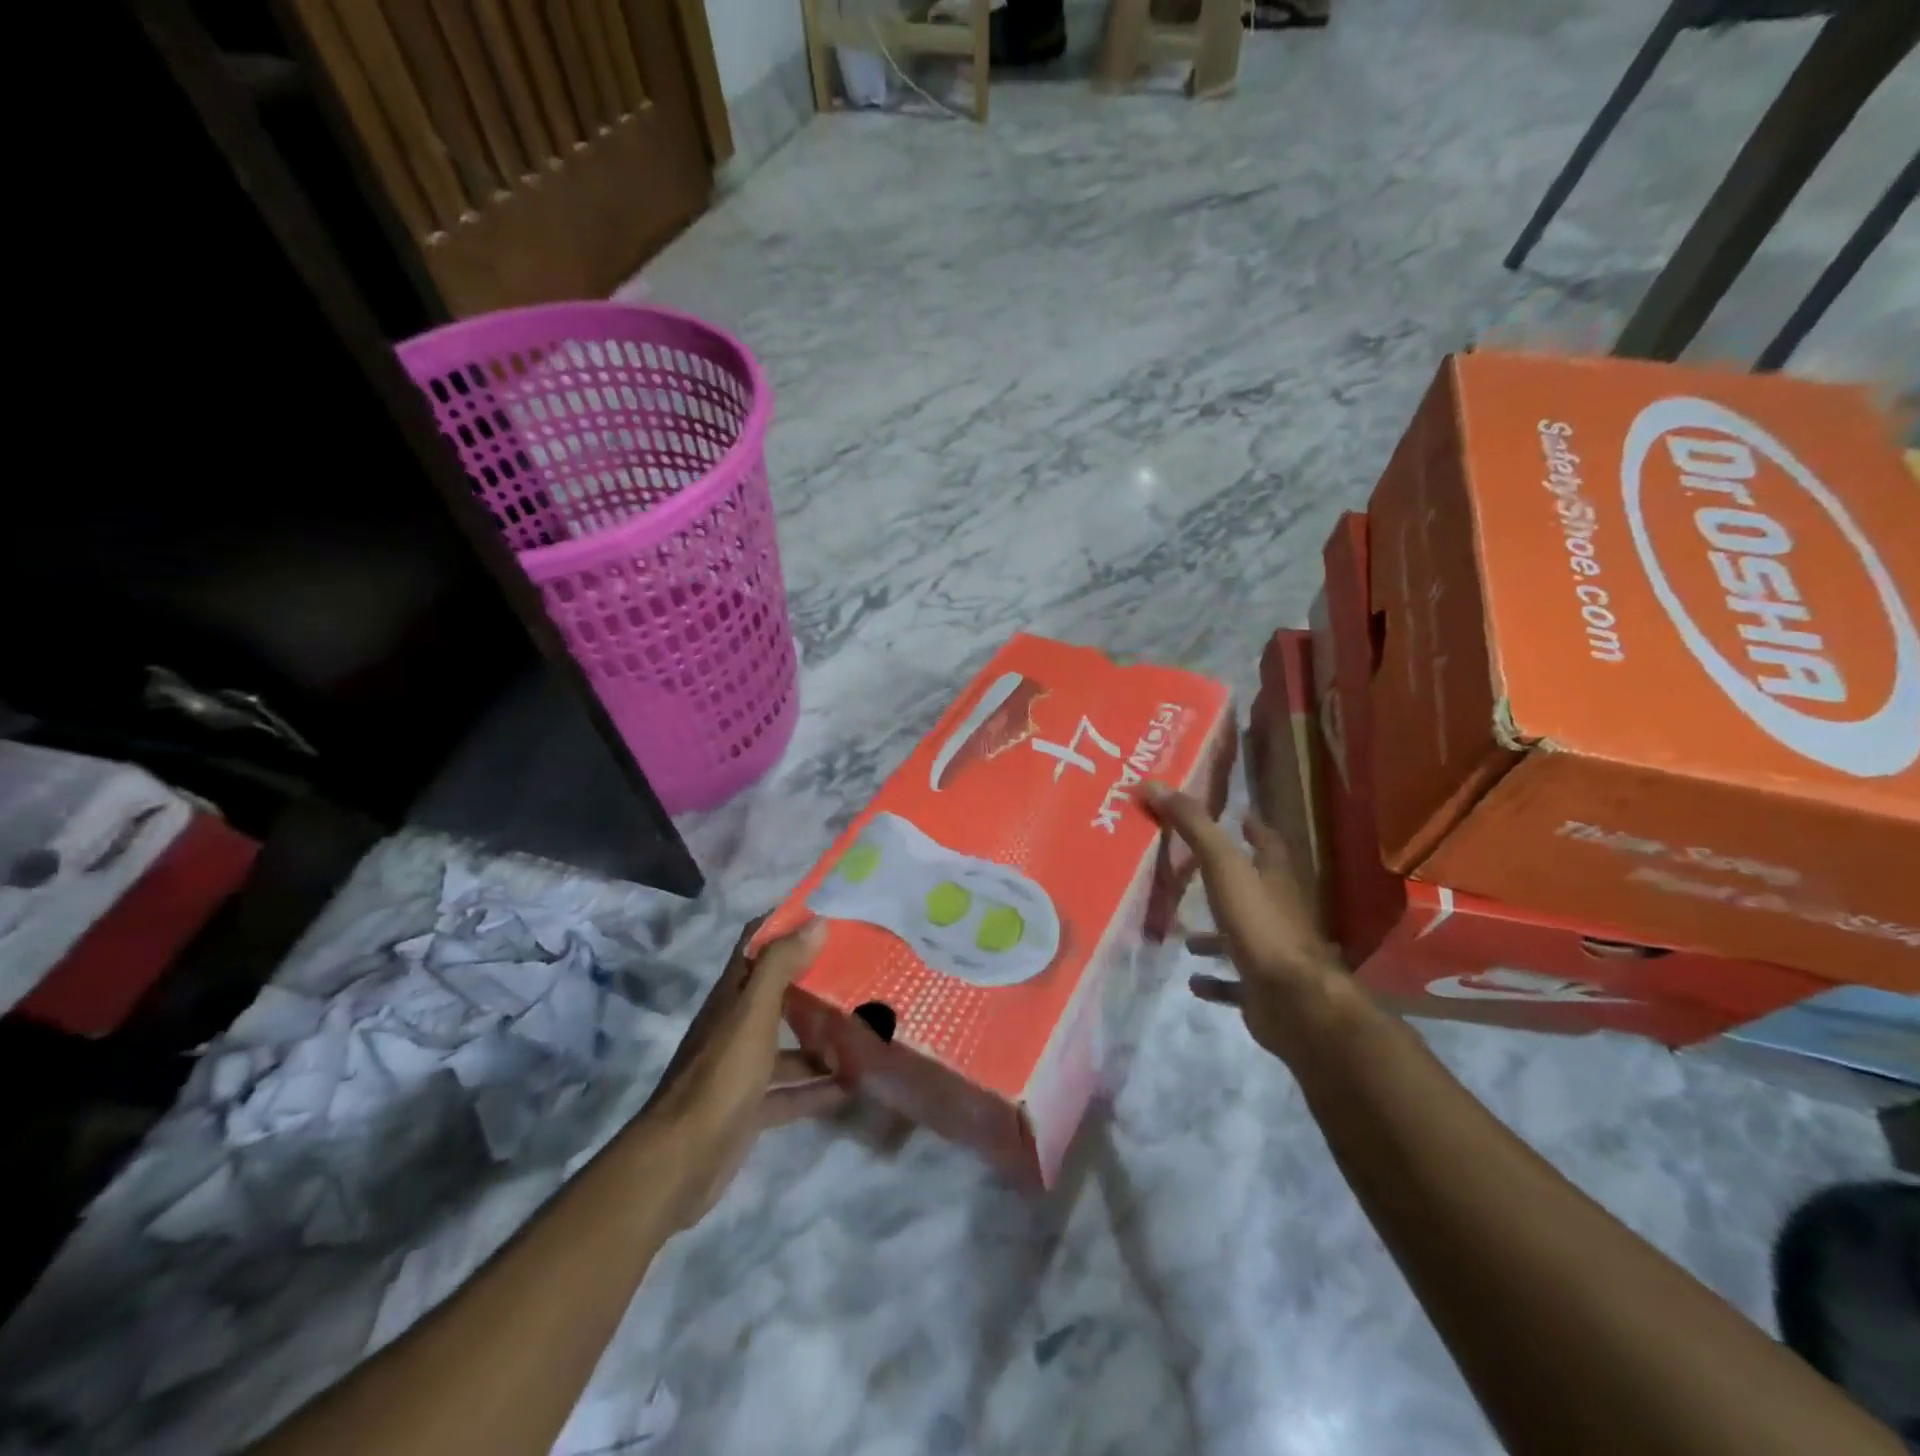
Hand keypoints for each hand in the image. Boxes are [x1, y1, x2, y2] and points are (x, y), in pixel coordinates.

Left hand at [640, 917, 843, 1229]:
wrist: (681, 1160)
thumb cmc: (721, 1075)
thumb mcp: (752, 1013)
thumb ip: (780, 966)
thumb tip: (816, 923)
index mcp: (733, 995)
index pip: (756, 944)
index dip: (785, 926)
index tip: (827, 919)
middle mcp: (736, 1025)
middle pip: (778, 994)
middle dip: (815, 983)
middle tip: (860, 975)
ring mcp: (742, 1068)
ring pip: (787, 1044)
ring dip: (821, 1040)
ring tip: (865, 1033)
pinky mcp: (750, 1107)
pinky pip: (790, 1091)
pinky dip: (817, 1088)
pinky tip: (851, 1088)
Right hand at [1142, 781, 1349, 1064]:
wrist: (1296, 1001)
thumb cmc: (1261, 925)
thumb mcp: (1223, 866)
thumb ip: (1193, 827)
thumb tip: (1156, 784)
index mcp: (1274, 878)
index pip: (1268, 843)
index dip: (1253, 828)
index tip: (1237, 817)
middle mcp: (1277, 911)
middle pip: (1252, 889)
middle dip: (1225, 882)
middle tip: (1189, 874)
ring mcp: (1272, 953)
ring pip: (1240, 936)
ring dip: (1214, 935)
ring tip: (1182, 934)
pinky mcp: (1262, 989)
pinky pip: (1234, 982)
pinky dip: (1215, 980)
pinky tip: (1192, 979)